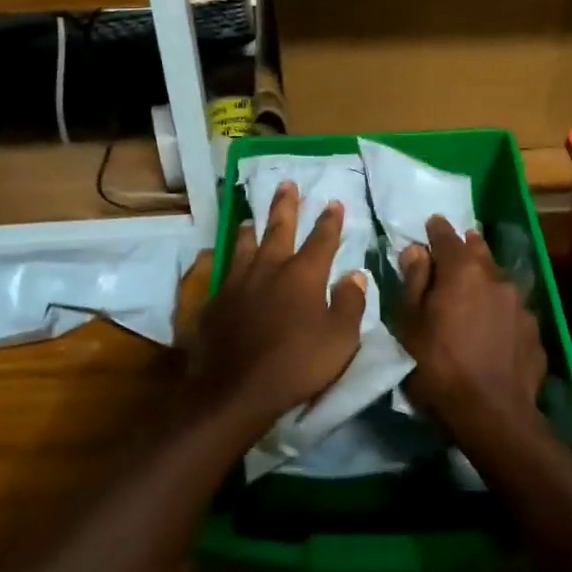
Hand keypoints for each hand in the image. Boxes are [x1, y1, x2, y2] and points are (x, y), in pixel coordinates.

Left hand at [183, 182, 367, 433]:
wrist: (236, 388)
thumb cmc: (297, 364)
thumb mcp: (340, 339)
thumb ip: (350, 303)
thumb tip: (355, 274)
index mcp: (304, 274)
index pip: (322, 239)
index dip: (330, 220)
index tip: (334, 202)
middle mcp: (270, 268)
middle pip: (279, 228)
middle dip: (285, 205)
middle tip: (286, 183)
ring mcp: (239, 282)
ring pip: (245, 245)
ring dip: (251, 228)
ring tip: (250, 217)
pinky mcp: (216, 300)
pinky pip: (225, 271)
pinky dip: (229, 260)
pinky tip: (227, 262)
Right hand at [398, 217, 547, 443]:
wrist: (493, 414)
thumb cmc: (438, 367)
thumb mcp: (410, 325)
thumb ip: (413, 282)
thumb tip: (415, 250)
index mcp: (463, 271)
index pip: (447, 236)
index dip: (436, 229)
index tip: (431, 223)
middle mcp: (496, 277)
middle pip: (479, 252)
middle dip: (466, 246)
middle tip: (456, 246)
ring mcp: (521, 304)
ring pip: (499, 279)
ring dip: (485, 277)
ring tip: (474, 284)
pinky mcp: (534, 330)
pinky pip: (511, 309)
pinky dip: (499, 308)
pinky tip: (493, 324)